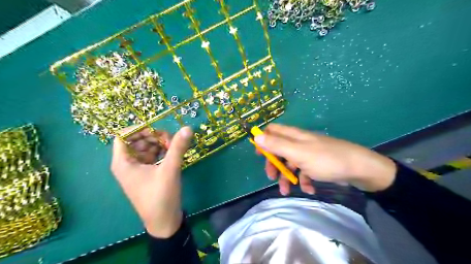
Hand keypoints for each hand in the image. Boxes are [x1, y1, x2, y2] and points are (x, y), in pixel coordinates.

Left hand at [111, 124, 192, 236]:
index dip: (139, 129)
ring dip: (159, 144)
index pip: (123, 136)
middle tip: (170, 141)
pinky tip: (172, 154)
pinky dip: (161, 152)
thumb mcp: (170, 170)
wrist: (164, 222)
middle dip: (153, 137)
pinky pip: (152, 156)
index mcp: (123, 163)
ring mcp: (137, 169)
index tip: (157, 129)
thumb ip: (177, 147)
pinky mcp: (147, 174)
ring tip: (173, 148)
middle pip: (137, 140)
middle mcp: (127, 164)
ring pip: (146, 148)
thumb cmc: (161, 196)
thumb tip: (188, 127)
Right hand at [254, 123, 396, 193]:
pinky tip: (309, 189)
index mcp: (293, 136)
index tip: (259, 154)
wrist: (358, 168)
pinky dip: (303, 180)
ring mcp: (308, 153)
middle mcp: (299, 142)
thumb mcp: (298, 152)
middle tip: (271, 176)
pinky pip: (304, 171)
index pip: (273, 130)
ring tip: (287, 191)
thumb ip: (277, 144)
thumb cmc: (325, 159)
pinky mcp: (316, 164)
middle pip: (279, 149)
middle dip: (273, 163)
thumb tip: (256, 135)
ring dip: (286, 177)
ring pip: (290, 163)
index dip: (263, 140)